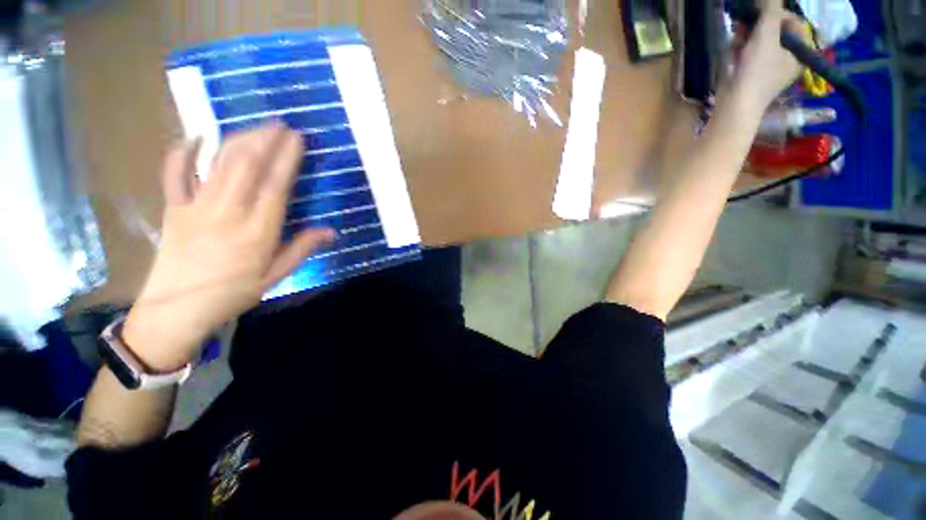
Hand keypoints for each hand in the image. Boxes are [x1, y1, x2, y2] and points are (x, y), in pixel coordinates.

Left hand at [123, 122, 333, 370]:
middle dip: (265, 140)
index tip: (297, 138)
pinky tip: (196, 136)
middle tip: (281, 123)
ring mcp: (195, 207)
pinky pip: (175, 173)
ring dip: (239, 140)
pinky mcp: (173, 208)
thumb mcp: (275, 276)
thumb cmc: (232, 294)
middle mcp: (227, 213)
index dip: (286, 158)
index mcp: (256, 232)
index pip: (275, 186)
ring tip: (257, 126)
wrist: (175, 310)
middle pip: (246, 166)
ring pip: (218, 163)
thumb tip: (331, 231)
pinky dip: (183, 152)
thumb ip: (302, 249)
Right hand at [729, 1, 803, 111]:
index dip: (777, 15)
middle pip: (777, 32)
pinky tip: (733, 51)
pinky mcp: (753, 76)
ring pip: (762, 42)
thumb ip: (771, 10)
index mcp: (800, 53)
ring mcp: (770, 69)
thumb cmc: (756, 71)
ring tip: (736, 39)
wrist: (735, 105)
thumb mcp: (766, 35)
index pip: (794, 23)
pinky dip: (742, 49)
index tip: (760, 16)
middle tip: (745, 26)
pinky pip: (751, 54)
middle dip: (760, 26)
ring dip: (748, 36)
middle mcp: (789, 60)